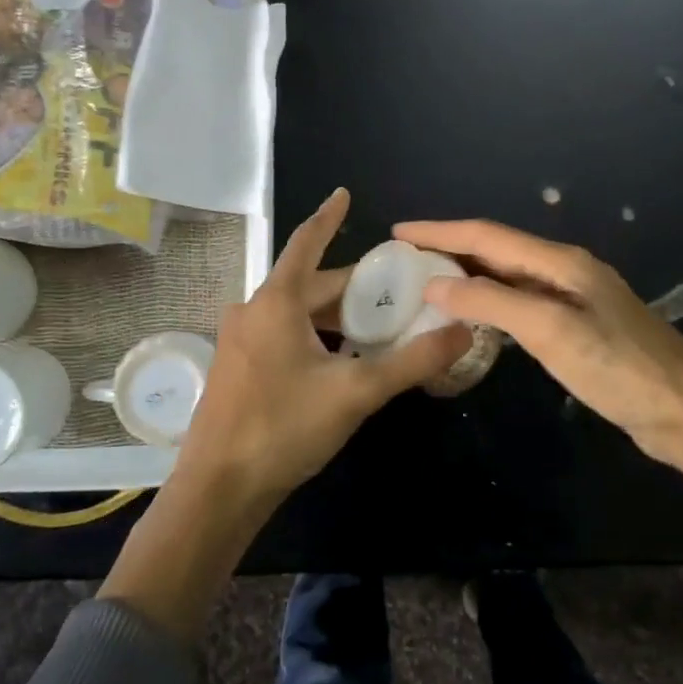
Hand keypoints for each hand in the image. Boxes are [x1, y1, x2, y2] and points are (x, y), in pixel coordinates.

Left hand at [176, 190, 471, 507]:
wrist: (218, 489)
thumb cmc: (284, 428)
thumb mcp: (356, 392)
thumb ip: (413, 361)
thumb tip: (463, 329)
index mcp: (276, 303)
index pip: (307, 243)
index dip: (329, 217)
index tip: (344, 194)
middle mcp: (253, 312)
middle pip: (310, 285)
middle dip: (353, 287)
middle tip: (397, 291)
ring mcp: (240, 342)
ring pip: (297, 314)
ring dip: (336, 316)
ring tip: (378, 327)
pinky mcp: (238, 369)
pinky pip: (283, 336)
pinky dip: (316, 337)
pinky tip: (341, 359)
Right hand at [393, 218, 682, 492]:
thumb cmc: (620, 369)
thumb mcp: (551, 331)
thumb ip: (492, 303)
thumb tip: (434, 284)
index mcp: (560, 262)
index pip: (486, 235)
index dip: (439, 231)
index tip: (396, 231)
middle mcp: (564, 271)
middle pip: (496, 250)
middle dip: (448, 249)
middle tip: (402, 259)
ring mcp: (573, 299)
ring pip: (507, 276)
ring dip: (466, 275)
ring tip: (424, 282)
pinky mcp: (577, 328)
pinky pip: (520, 304)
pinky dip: (488, 303)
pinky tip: (471, 315)